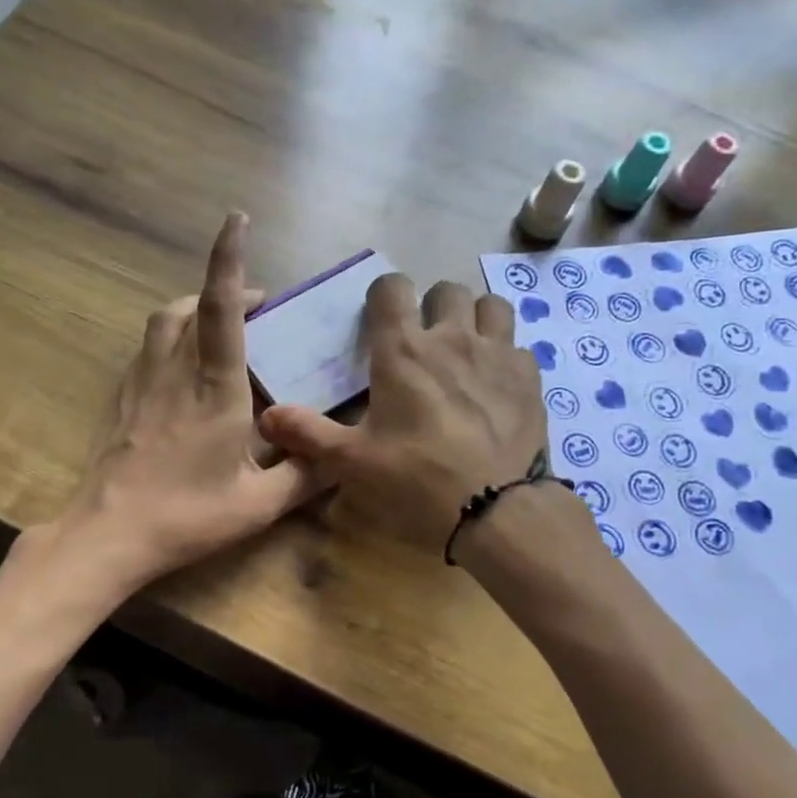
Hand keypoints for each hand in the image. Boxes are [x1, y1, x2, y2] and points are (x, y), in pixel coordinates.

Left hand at [40, 213, 319, 593]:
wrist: (108, 535)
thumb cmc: (186, 517)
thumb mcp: (258, 505)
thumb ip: (304, 476)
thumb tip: (341, 456)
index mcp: (214, 389)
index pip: (220, 309)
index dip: (227, 260)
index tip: (236, 219)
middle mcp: (174, 373)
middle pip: (189, 307)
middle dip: (224, 289)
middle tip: (258, 306)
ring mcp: (141, 384)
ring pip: (162, 323)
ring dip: (191, 309)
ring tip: (218, 327)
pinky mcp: (121, 400)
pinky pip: (147, 351)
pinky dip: (169, 340)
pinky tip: (182, 369)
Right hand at [258, 275, 546, 550]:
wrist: (493, 509)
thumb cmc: (414, 479)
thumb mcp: (351, 462)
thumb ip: (307, 433)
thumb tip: (266, 417)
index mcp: (403, 351)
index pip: (392, 288)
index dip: (384, 295)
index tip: (380, 317)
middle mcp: (452, 338)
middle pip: (446, 290)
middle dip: (432, 306)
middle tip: (424, 339)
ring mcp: (497, 354)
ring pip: (491, 305)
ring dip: (475, 318)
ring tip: (466, 347)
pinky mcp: (530, 378)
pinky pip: (518, 347)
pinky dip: (505, 356)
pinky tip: (497, 384)